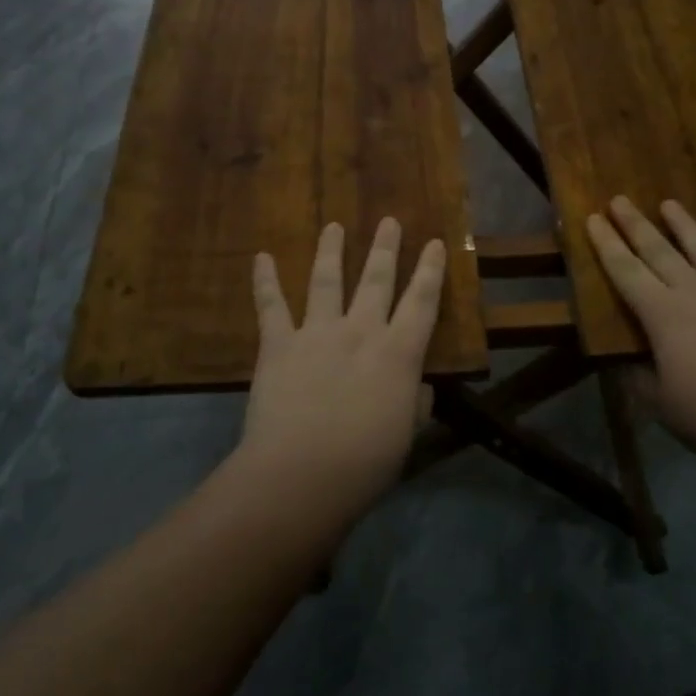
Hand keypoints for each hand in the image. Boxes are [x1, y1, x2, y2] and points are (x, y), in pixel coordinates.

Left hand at [238, 218, 445, 518]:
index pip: (422, 302)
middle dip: (384, 248)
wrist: (301, 474)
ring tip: (333, 226)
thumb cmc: (364, 463)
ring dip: (330, 250)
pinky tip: (261, 257)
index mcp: (398, 354)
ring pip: (326, 281)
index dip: (429, 271)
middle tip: (388, 221)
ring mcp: (317, 333)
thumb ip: (414, 405)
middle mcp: (361, 332)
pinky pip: (271, 306)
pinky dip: (265, 281)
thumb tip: (419, 388)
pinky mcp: (279, 344)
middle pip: (376, 280)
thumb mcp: (405, 435)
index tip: (434, 242)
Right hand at [586, 197, 695, 467]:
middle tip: (620, 199)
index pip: (626, 272)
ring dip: (684, 225)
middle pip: (660, 251)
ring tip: (669, 203)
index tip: (593, 218)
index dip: (607, 245)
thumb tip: (622, 362)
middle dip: (636, 225)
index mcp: (663, 316)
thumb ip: (639, 380)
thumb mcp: (663, 406)